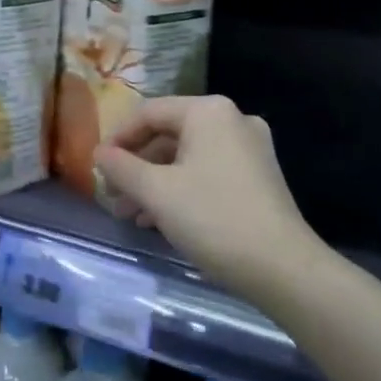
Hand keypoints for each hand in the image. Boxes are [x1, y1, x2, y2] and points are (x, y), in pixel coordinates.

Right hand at [95, 95, 317, 303]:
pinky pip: (207, 173)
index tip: (97, 167)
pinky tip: (158, 220)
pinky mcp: (258, 178)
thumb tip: (99, 153)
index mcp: (208, 112)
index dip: (118, 138)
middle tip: (112, 194)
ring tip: (129, 214)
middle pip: (168, 135)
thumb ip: (121, 167)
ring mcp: (249, 149)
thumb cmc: (213, 218)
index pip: (149, 113)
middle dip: (136, 166)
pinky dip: (180, 190)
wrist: (283, 268)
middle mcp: (232, 121)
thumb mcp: (156, 192)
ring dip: (154, 182)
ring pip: (187, 158)